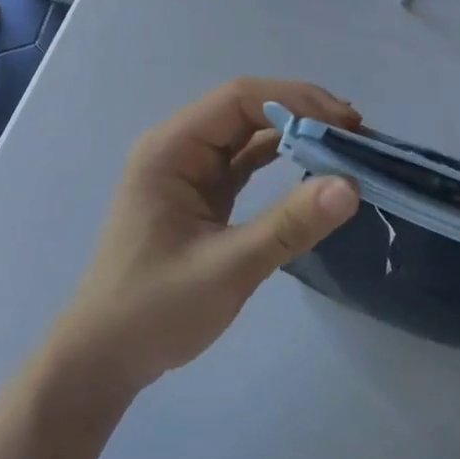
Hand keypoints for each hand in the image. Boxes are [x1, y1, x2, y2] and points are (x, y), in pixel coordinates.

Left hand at [48, 79, 360, 398]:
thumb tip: (350, 185)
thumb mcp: (227, 269)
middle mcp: (180, 147)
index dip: (295, 101)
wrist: (103, 359)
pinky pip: (246, 161)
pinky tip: (314, 164)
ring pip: (250, 132)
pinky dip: (281, 157)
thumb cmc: (154, 311)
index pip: (239, 98)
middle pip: (247, 108)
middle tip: (356, 134)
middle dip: (302, 113)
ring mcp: (190, 169)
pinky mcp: (202, 193)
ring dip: (296, 132)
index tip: (345, 124)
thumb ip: (288, 225)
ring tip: (345, 144)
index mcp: (171, 148)